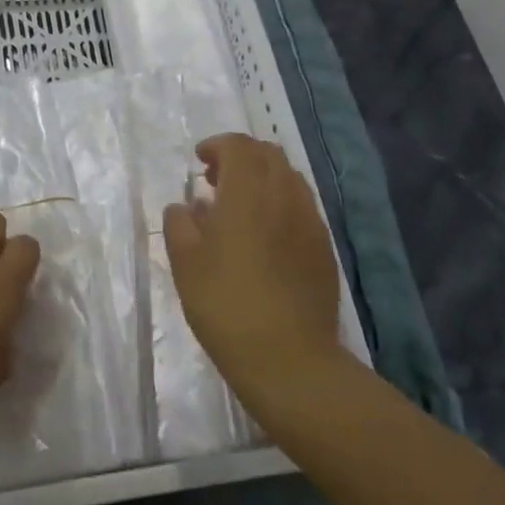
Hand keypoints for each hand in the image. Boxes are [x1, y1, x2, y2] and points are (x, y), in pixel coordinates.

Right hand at [163, 135, 340, 400]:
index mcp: (248, 191)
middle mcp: (284, 195)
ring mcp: (310, 221)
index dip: (217, 146)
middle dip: (241, 157)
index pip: (238, 146)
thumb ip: (180, 224)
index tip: (199, 161)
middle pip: (268, 154)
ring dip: (263, 178)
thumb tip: (184, 206)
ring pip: (289, 178)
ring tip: (240, 207)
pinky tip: (265, 235)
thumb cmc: (226, 304)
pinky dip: (280, 203)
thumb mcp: (185, 263)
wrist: (289, 358)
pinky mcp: (324, 247)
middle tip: (216, 180)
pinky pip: (301, 206)